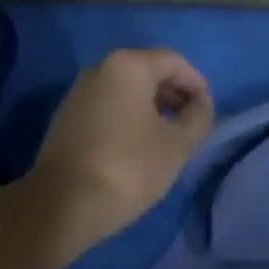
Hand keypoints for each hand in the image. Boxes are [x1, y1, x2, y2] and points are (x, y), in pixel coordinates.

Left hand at [19, 48, 215, 259]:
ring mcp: (79, 92)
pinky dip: (128, 117)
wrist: (61, 205)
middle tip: (190, 126)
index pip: (174, 62)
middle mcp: (100, 68)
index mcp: (128, 65)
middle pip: (149, 72)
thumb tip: (201, 104)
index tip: (207, 113)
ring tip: (166, 139)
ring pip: (127, 90)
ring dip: (151, 107)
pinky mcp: (66, 117)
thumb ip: (198, 117)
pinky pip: (108, 106)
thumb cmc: (128, 167)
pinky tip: (136, 147)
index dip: (197, 85)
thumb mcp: (177, 145)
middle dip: (174, 95)